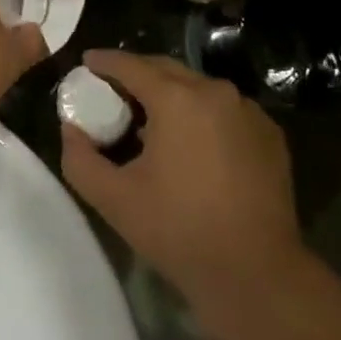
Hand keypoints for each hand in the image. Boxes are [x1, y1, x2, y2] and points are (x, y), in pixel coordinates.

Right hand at [60, 51, 304, 339]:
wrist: (258, 277)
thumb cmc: (180, 233)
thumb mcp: (115, 200)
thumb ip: (80, 159)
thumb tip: (71, 129)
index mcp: (176, 98)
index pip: (131, 65)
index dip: (105, 62)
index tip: (87, 63)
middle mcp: (214, 90)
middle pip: (166, 69)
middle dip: (138, 74)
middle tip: (115, 92)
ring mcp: (247, 110)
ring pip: (198, 88)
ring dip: (172, 95)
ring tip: (153, 121)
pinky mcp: (269, 133)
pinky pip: (225, 110)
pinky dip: (203, 115)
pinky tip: (194, 145)